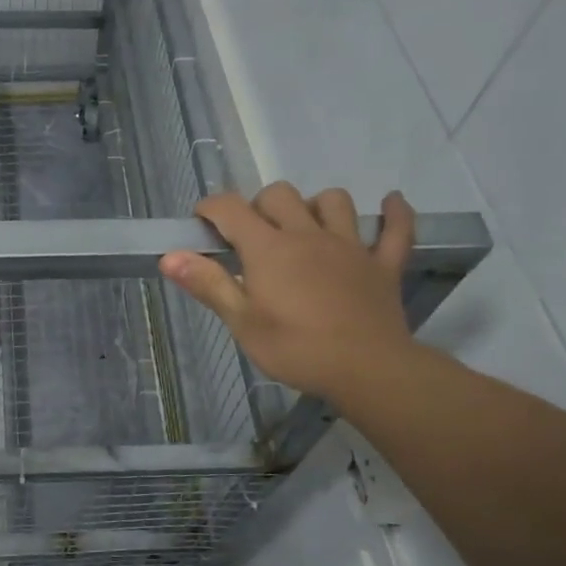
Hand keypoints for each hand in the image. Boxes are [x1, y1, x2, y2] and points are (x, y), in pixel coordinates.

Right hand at [160, 182, 416, 402]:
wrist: (367, 370)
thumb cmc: (296, 349)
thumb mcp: (243, 323)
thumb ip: (208, 284)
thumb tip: (169, 256)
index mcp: (269, 249)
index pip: (231, 208)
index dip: (211, 207)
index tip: (201, 221)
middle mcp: (308, 235)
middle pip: (280, 195)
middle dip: (258, 205)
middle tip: (250, 236)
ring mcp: (350, 246)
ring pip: (333, 201)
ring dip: (315, 205)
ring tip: (305, 226)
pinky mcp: (382, 265)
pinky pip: (396, 230)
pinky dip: (394, 214)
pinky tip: (391, 203)